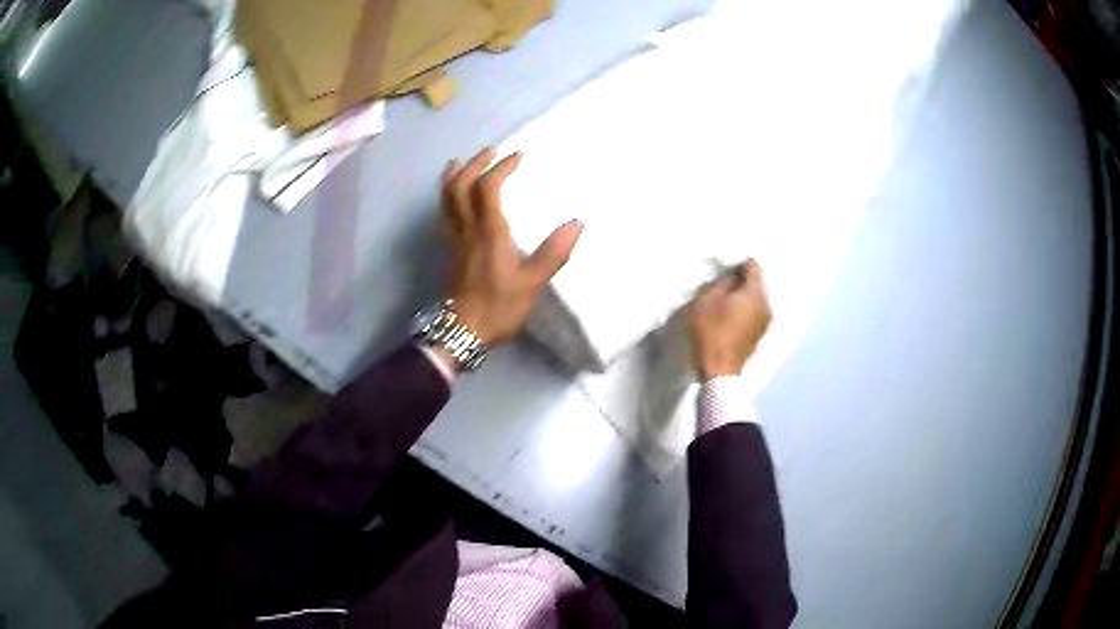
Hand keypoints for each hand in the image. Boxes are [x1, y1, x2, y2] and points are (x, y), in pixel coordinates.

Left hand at [442, 148, 583, 345]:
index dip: (501, 168)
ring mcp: (453, 240)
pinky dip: (448, 197)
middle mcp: (467, 230)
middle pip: (460, 186)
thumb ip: (553, 253)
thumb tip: (576, 223)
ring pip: (446, 200)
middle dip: (474, 164)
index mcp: (489, 233)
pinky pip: (445, 214)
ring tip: (461, 163)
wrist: (460, 333)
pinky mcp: (448, 252)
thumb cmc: (497, 309)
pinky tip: (455, 199)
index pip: (488, 188)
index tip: (518, 156)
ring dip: (454, 177)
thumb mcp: (531, 285)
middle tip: (490, 152)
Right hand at [687, 259, 771, 380]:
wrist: (718, 371)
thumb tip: (730, 278)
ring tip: (724, 301)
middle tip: (722, 284)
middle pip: (756, 283)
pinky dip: (745, 310)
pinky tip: (730, 317)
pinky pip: (755, 313)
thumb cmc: (710, 334)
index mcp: (754, 294)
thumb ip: (720, 284)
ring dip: (743, 297)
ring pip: (756, 299)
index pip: (753, 267)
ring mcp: (765, 321)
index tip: (725, 267)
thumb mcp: (704, 302)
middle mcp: (766, 305)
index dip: (739, 263)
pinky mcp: (761, 334)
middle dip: (741, 280)